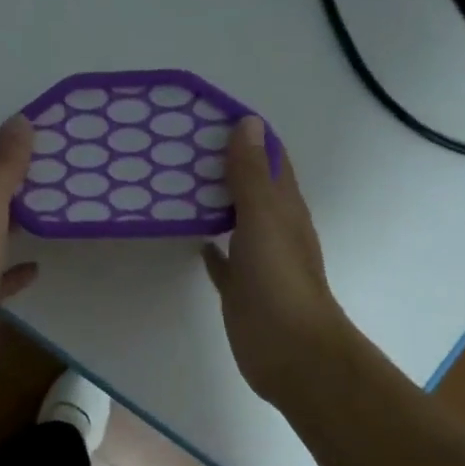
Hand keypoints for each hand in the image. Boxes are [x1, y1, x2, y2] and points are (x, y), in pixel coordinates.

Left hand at [0, 116, 39, 365]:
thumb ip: (0, 170)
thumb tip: (20, 120)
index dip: (16, 160)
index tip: (52, 146)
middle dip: (20, 194)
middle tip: (63, 182)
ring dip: (19, 229)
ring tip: (54, 218)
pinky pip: (0, 283)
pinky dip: (16, 273)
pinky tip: (35, 270)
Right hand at [202, 118, 348, 407]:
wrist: (288, 349)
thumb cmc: (278, 280)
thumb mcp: (264, 218)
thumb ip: (251, 175)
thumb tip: (248, 123)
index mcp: (284, 208)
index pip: (269, 159)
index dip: (247, 135)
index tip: (210, 115)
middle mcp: (273, 229)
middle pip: (250, 188)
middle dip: (224, 166)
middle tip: (180, 147)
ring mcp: (257, 261)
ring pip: (234, 221)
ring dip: (214, 203)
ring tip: (176, 184)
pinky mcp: (240, 288)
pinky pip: (223, 261)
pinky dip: (209, 246)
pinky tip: (191, 238)